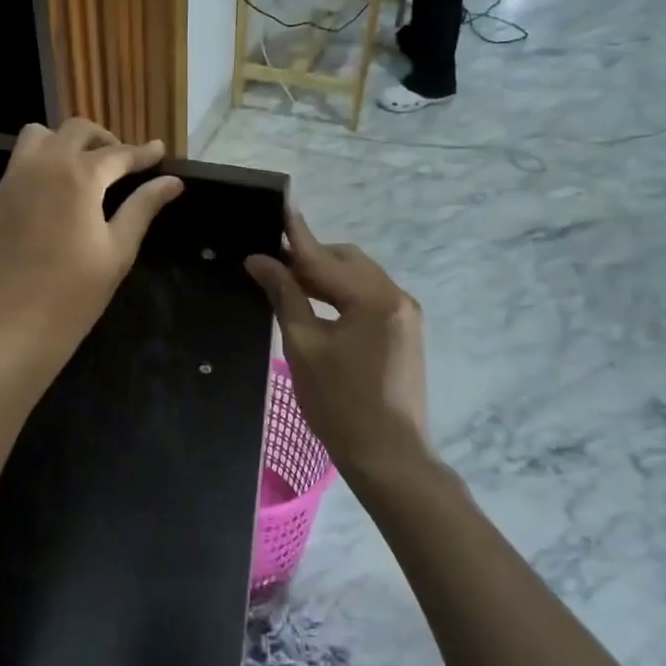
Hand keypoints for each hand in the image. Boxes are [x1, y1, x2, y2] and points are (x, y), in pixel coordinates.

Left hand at [0, 119, 183, 373]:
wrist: (9, 325)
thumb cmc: (74, 293)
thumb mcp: (118, 250)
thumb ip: (143, 208)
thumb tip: (172, 182)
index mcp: (78, 175)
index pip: (118, 153)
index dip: (141, 152)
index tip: (158, 150)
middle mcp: (40, 166)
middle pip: (74, 130)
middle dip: (102, 139)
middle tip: (119, 160)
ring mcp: (8, 184)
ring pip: (35, 139)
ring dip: (61, 144)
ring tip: (78, 171)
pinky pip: (14, 175)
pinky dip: (36, 176)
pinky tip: (45, 209)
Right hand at [245, 209, 430, 480]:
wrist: (389, 456)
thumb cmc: (339, 404)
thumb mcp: (304, 346)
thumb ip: (285, 296)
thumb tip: (260, 261)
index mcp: (374, 298)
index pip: (325, 257)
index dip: (295, 236)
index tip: (276, 209)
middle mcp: (397, 297)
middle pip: (347, 260)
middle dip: (310, 257)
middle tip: (271, 265)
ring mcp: (406, 315)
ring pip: (359, 277)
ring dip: (326, 275)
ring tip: (289, 283)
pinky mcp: (405, 331)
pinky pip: (369, 297)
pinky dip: (341, 293)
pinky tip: (317, 304)